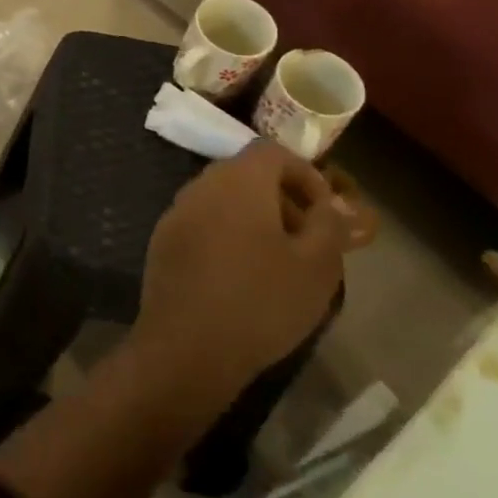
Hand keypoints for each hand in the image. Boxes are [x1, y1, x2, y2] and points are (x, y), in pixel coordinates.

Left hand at [129, 142, 349, 417]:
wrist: (188, 345)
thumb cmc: (261, 301)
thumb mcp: (316, 266)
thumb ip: (329, 225)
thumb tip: (334, 205)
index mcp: (237, 180)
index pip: (272, 152)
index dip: (306, 175)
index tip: (327, 213)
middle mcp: (200, 185)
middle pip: (246, 174)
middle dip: (283, 198)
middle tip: (309, 239)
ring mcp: (176, 212)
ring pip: (223, 199)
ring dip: (255, 218)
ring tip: (281, 261)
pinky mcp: (163, 240)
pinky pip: (203, 223)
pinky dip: (228, 234)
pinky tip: (243, 276)